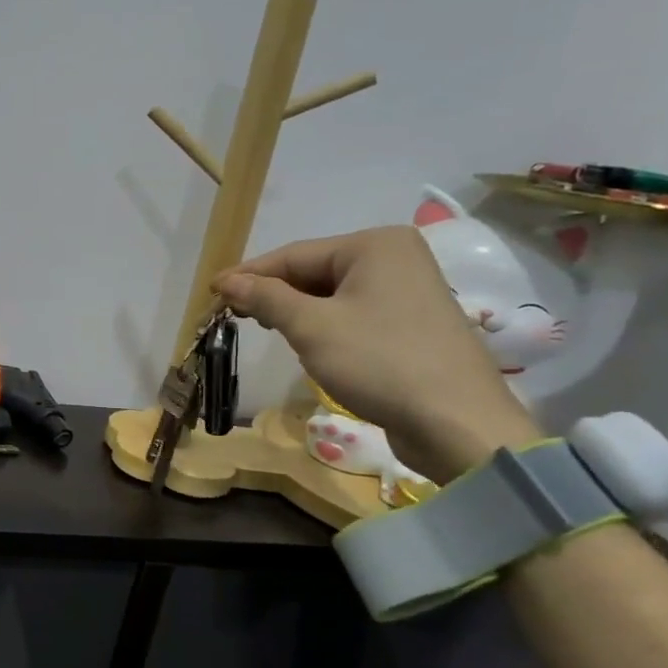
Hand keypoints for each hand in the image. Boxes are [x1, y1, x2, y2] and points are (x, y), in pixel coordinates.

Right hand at [214, 226, 541, 481]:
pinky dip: (324, 325)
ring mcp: (408, 291)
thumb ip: (266, 298)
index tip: (211, 292)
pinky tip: (306, 343)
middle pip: (314, 271)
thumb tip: (227, 281)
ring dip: (296, 311)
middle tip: (232, 314)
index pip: (294, 255)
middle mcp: (396, 258)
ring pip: (333, 294)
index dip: (249, 274)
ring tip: (264, 328)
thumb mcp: (312, 327)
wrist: (456, 422)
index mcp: (374, 245)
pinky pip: (354, 313)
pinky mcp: (412, 323)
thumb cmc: (379, 362)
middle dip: (273, 293)